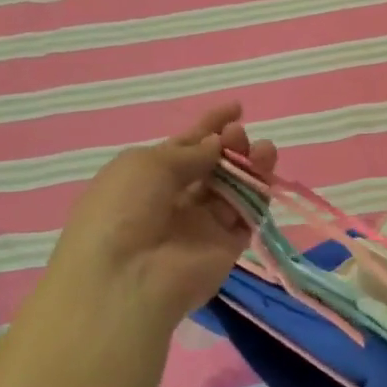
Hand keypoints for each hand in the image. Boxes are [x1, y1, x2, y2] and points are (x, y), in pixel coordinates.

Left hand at [38, 102, 276, 327]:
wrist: (126, 279)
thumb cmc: (122, 211)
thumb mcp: (146, 164)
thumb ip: (190, 151)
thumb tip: (217, 145)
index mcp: (147, 177)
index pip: (185, 145)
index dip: (209, 125)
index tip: (236, 108)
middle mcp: (176, 199)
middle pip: (214, 165)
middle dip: (230, 144)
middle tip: (238, 135)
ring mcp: (203, 224)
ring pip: (235, 187)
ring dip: (250, 164)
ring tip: (262, 149)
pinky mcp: (227, 245)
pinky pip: (248, 214)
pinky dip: (258, 193)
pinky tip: (264, 176)